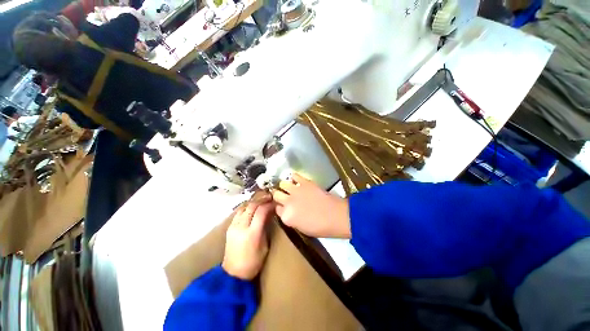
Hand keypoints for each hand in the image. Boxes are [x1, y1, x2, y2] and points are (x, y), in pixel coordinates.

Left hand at [222, 198, 274, 279]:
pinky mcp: (229, 227)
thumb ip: (265, 228)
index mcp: (252, 233)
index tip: (275, 202)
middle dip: (261, 199)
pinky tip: (252, 207)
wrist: (233, 274)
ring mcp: (233, 226)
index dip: (269, 204)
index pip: (261, 211)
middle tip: (269, 197)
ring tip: (262, 200)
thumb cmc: (253, 263)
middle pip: (251, 206)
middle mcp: (241, 227)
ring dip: (254, 202)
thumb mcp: (265, 246)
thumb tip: (269, 214)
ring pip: (244, 207)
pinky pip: (239, 212)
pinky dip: (247, 207)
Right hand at [272, 173, 350, 238]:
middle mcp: (287, 202)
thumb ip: (291, 219)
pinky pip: (294, 175)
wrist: (336, 216)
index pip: (277, 209)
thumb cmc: (321, 227)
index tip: (285, 206)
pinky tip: (296, 180)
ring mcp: (295, 191)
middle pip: (276, 195)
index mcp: (286, 217)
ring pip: (282, 184)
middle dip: (279, 195)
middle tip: (285, 196)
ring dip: (285, 186)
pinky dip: (294, 177)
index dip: (281, 207)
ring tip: (290, 187)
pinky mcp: (304, 182)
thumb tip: (289, 212)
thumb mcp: (301, 228)